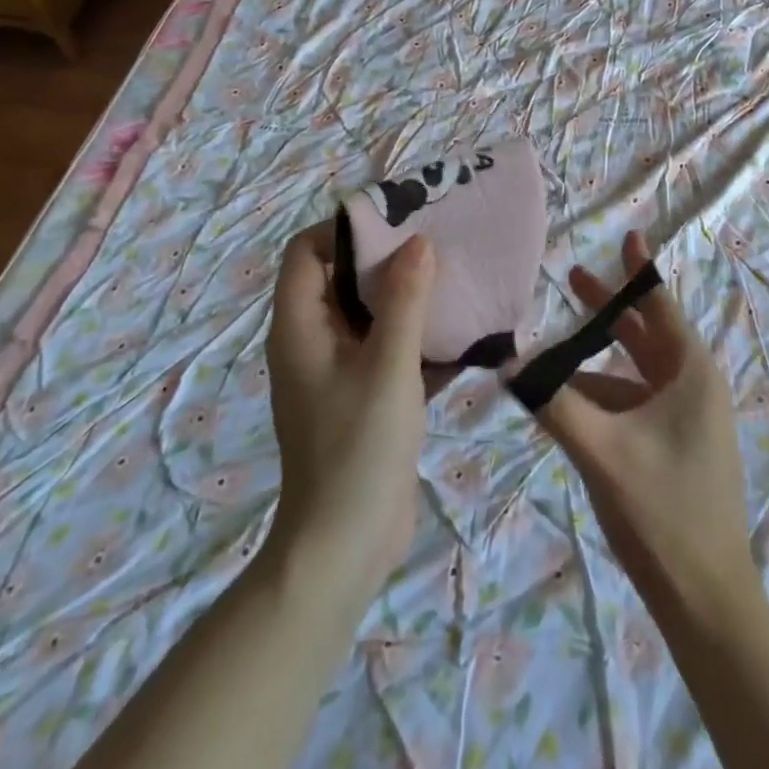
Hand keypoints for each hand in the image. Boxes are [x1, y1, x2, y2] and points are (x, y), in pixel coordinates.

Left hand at [264, 225, 436, 607]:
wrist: (346, 547)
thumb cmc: (358, 449)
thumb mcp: (387, 367)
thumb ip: (404, 300)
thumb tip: (418, 241)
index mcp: (300, 327)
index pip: (307, 252)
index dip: (346, 229)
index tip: (398, 222)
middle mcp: (314, 342)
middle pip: (344, 279)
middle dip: (390, 260)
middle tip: (440, 244)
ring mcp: (340, 372)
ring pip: (373, 316)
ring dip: (412, 300)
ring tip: (460, 281)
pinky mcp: (367, 398)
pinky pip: (392, 352)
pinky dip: (422, 340)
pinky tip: (468, 337)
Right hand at [532, 230, 762, 625]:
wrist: (707, 598)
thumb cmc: (662, 512)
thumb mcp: (600, 451)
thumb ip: (552, 403)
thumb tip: (507, 364)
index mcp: (689, 374)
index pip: (659, 305)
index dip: (639, 270)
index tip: (627, 235)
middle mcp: (693, 387)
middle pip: (646, 334)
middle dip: (609, 308)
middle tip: (572, 277)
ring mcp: (688, 420)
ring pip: (637, 372)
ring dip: (599, 358)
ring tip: (555, 351)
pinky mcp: (678, 447)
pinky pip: (636, 403)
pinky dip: (605, 394)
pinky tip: (571, 403)